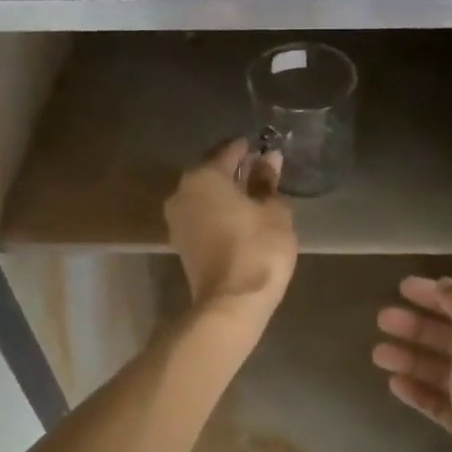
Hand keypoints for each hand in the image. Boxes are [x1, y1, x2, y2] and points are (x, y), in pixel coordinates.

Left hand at [164, 139, 297, 332]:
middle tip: (261, 172)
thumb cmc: (258, 248)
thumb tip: (269, 159)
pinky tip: (240, 219)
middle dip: (235, 172)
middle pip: (211, 173)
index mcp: (204, 176)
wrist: (231, 303)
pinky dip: (219, 214)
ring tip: (254, 198)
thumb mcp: (273, 211)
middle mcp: (182, 192)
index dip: (247, 149)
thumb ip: (268, 182)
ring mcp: (177, 220)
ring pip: (205, 197)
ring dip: (226, 195)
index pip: (228, 151)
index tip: (264, 148)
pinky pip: (202, 217)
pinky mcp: (181, 244)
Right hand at [373, 276, 451, 451]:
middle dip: (419, 327)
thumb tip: (450, 286)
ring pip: (445, 372)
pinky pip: (441, 403)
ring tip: (378, 353)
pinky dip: (419, 391)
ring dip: (413, 359)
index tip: (402, 287)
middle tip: (382, 319)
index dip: (438, 295)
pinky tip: (394, 384)